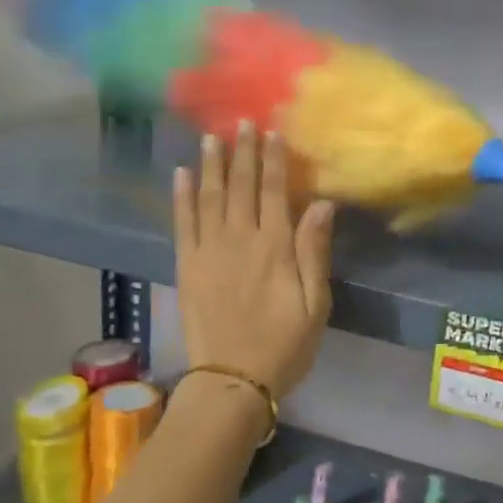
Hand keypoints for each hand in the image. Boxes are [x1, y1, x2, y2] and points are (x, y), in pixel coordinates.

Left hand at [174, 124, 334, 398]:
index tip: (272, 132)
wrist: (232, 380)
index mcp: (274, 248)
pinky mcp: (187, 266)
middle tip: (242, 122)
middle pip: (240, 186)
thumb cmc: (285, 345)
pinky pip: (182, 223)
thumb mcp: (316, 304)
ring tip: (211, 136)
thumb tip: (321, 203)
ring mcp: (208, 251)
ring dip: (211, 164)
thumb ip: (314, 251)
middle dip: (242, 152)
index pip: (273, 192)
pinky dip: (181, 196)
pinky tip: (182, 174)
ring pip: (209, 197)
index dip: (273, 160)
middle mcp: (238, 240)